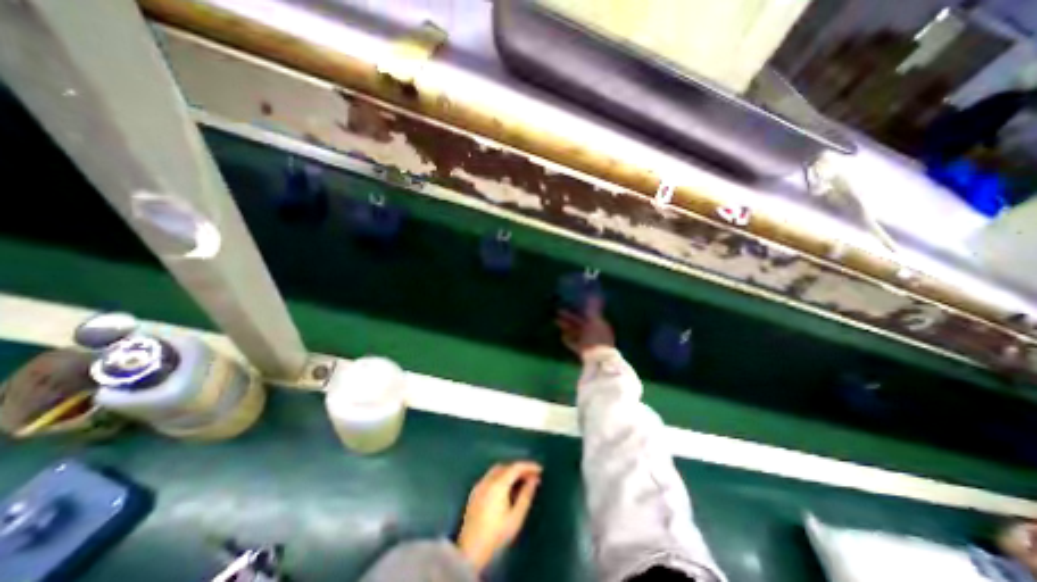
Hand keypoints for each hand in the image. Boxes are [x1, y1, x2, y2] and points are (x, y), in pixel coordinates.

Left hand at [460, 461, 544, 569]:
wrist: (470, 550)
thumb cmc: (496, 534)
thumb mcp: (516, 517)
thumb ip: (526, 495)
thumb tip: (534, 480)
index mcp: (498, 484)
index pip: (516, 467)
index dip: (529, 466)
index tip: (540, 470)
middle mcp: (488, 480)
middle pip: (506, 466)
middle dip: (520, 469)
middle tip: (531, 477)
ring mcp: (479, 485)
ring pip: (497, 470)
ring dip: (510, 472)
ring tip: (521, 481)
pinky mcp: (475, 492)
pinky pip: (490, 477)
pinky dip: (501, 477)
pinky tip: (506, 488)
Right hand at [559, 298, 612, 355]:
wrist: (599, 362)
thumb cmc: (596, 339)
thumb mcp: (594, 321)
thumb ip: (592, 308)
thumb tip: (593, 294)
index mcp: (600, 324)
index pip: (588, 314)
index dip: (578, 309)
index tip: (568, 304)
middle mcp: (596, 332)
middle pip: (581, 323)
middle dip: (569, 318)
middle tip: (557, 312)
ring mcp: (591, 343)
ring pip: (577, 332)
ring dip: (567, 327)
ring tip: (556, 322)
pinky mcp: (585, 353)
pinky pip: (576, 344)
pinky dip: (569, 340)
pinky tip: (561, 337)